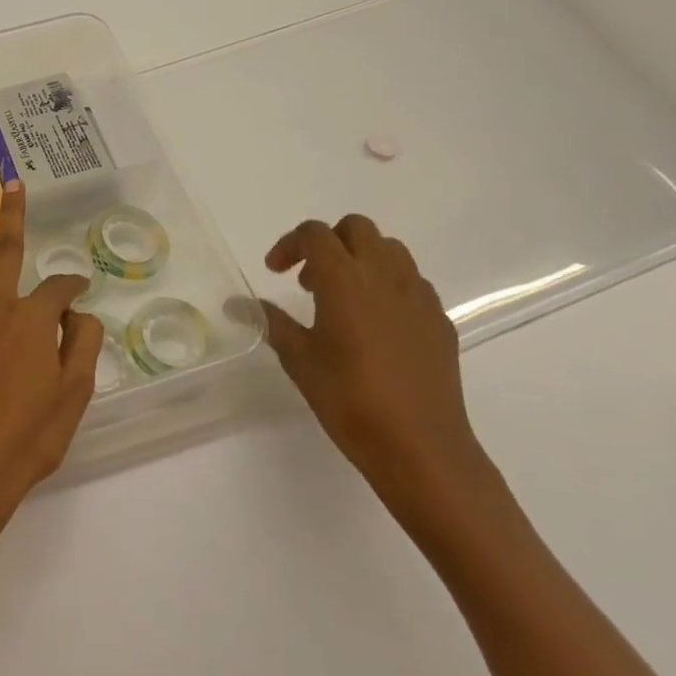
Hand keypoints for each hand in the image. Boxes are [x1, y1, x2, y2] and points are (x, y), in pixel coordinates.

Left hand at [0, 180, 103, 550]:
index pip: (59, 289)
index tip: (82, 290)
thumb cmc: (28, 438)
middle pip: (5, 252)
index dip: (74, 286)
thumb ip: (81, 347)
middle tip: (11, 183)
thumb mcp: (74, 395)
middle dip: (11, 216)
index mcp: (32, 320)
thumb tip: (80, 316)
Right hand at [260, 214, 482, 504]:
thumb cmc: (350, 400)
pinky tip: (377, 324)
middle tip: (309, 280)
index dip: (290, 244)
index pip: (315, 234)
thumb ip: (270, 322)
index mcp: (344, 279)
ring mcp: (417, 295)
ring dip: (361, 258)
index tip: (275, 272)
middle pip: (356, 228)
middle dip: (328, 242)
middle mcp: (384, 275)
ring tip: (343, 298)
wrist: (421, 447)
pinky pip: (411, 282)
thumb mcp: (299, 360)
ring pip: (389, 249)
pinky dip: (388, 285)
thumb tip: (236, 303)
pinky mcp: (439, 319)